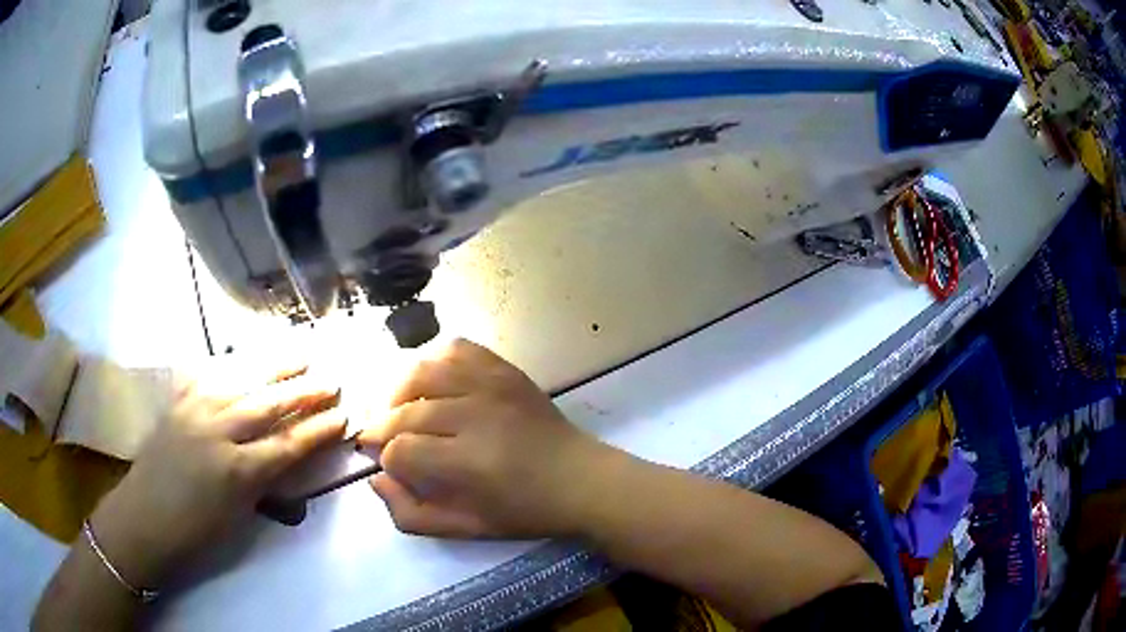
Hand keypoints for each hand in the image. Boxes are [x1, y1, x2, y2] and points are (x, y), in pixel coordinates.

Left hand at [89, 362, 345, 588]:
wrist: (145, 517)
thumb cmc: (196, 530)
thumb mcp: (239, 516)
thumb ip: (265, 482)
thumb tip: (289, 458)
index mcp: (238, 470)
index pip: (289, 444)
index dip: (319, 430)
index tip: (344, 416)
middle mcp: (219, 431)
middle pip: (270, 404)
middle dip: (305, 391)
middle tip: (331, 379)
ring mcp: (195, 409)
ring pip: (243, 379)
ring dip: (275, 365)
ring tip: (301, 352)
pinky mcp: (178, 400)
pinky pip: (209, 374)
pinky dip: (232, 364)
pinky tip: (246, 357)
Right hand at [358, 339, 610, 537]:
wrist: (580, 479)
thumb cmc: (524, 510)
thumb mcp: (467, 529)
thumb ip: (412, 514)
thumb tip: (377, 478)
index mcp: (469, 464)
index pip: (401, 451)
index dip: (386, 459)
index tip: (390, 466)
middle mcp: (477, 416)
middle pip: (405, 412)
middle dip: (381, 428)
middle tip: (376, 439)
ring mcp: (493, 385)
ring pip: (423, 372)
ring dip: (398, 392)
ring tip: (398, 410)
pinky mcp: (505, 370)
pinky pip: (457, 349)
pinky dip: (434, 360)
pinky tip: (432, 383)